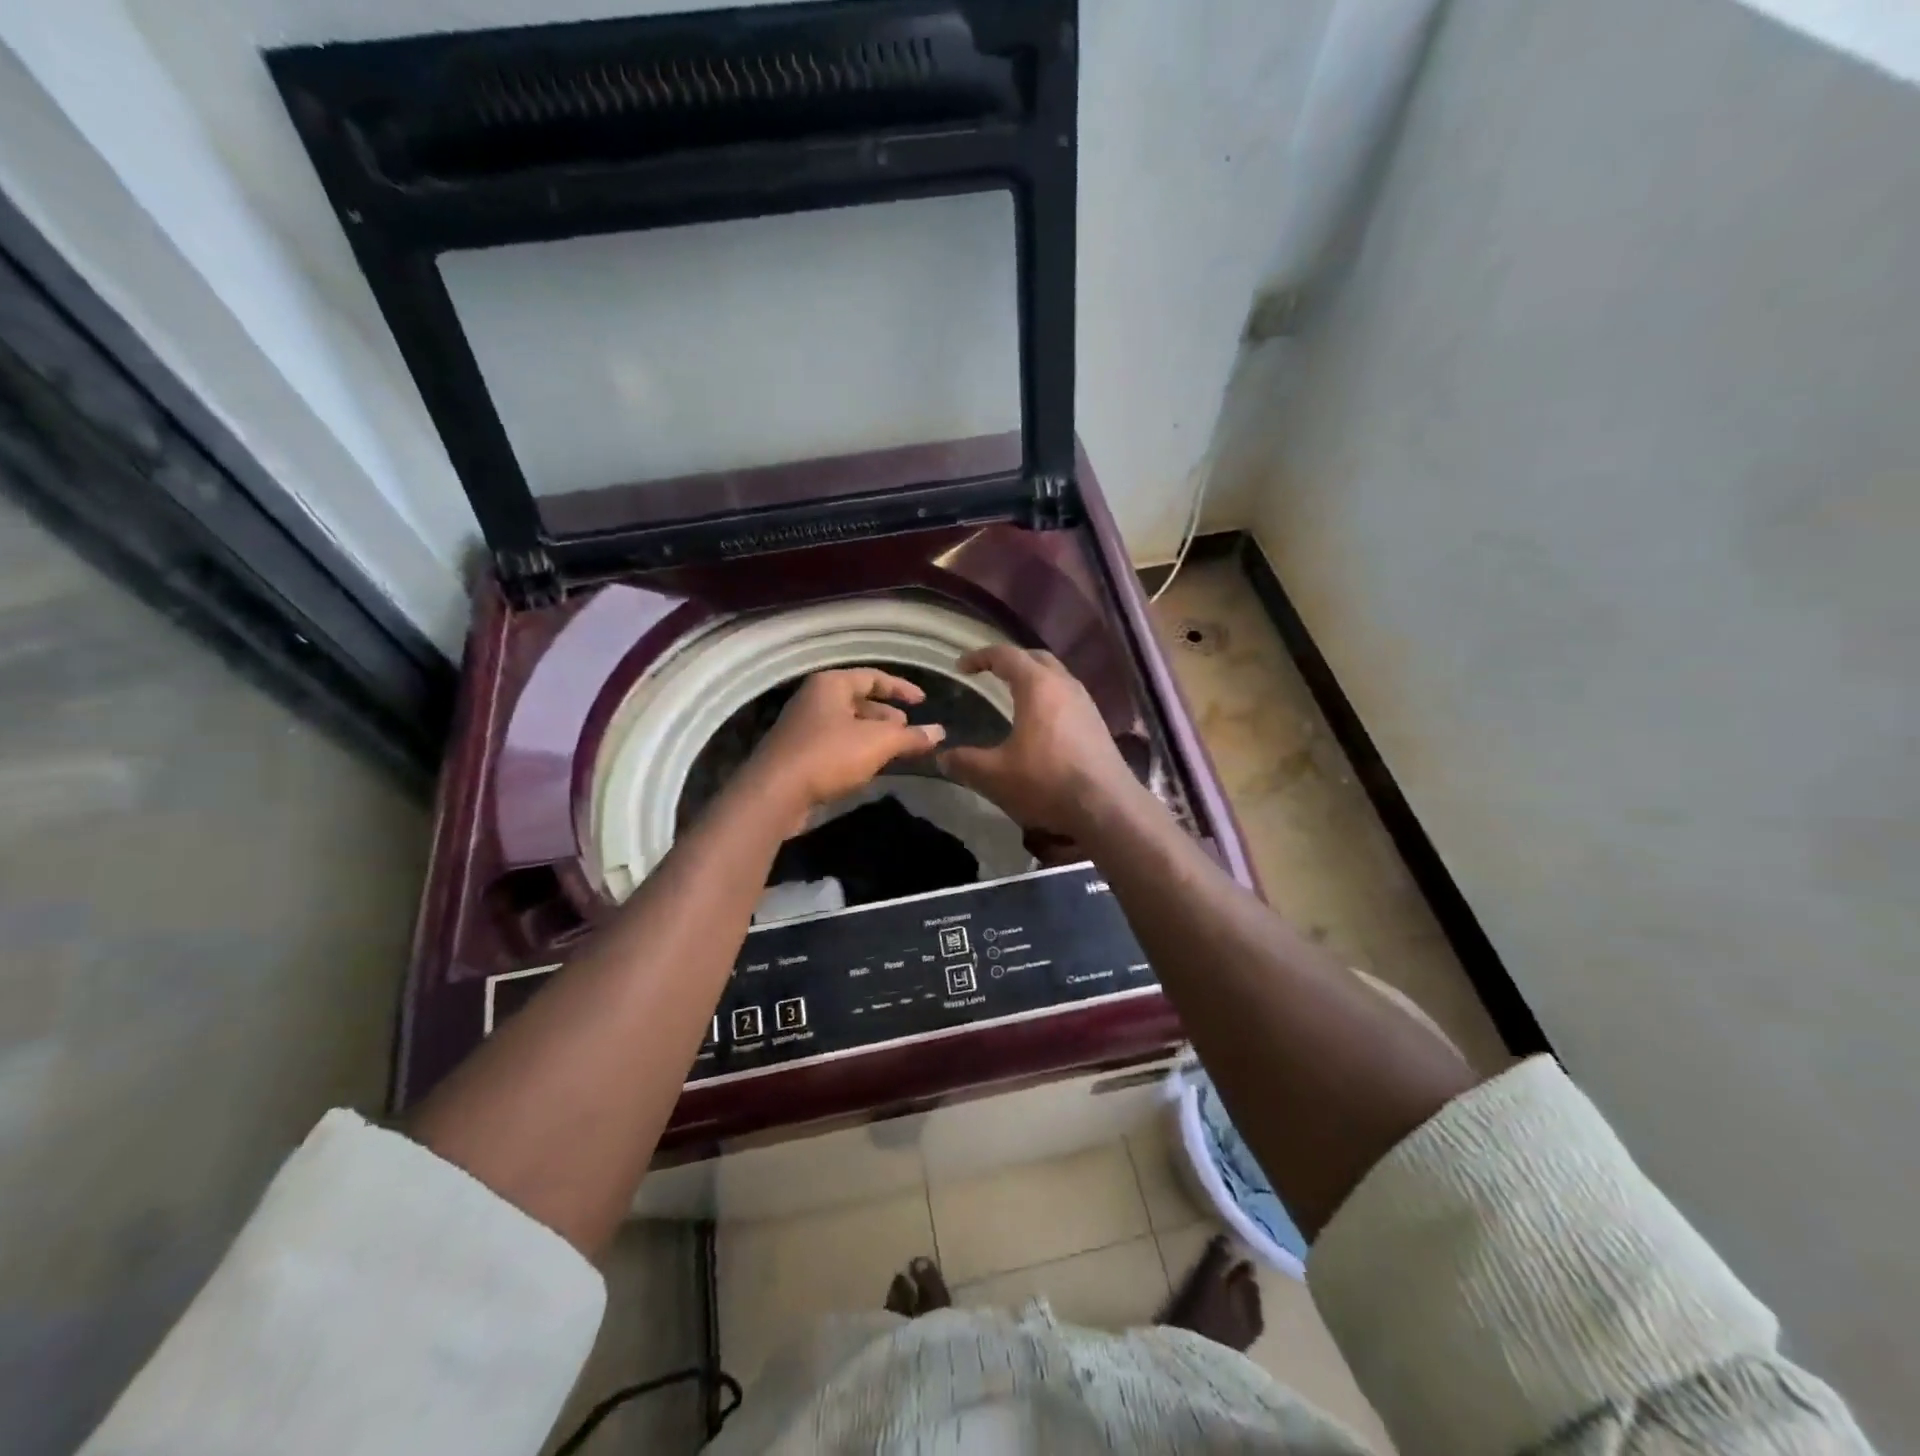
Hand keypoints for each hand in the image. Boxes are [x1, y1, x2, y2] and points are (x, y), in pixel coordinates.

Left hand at [743, 668, 945, 825]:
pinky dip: (857, 750)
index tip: (923, 701)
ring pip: (848, 725)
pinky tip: (871, 767)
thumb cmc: (828, 755)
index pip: (873, 677)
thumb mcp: (878, 743)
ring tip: (896, 750)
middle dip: (887, 715)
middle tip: (909, 730)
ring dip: (873, 735)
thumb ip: (911, 736)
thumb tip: (939, 732)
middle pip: (859, 700)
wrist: (775, 793)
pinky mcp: (798, 754)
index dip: (901, 688)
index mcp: (831, 684)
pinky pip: (836, 744)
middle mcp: (814, 699)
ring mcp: (803, 727)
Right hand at [939, 645, 1139, 835]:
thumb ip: (965, 763)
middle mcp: (1065, 685)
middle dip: (1011, 661)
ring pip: (1057, 677)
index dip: (980, 657)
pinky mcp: (1097, 724)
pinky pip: (1068, 698)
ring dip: (1034, 679)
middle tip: (990, 674)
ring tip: (1014, 697)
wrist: (1107, 807)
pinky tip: (1041, 724)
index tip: (961, 667)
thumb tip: (942, 758)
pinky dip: (1049, 698)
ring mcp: (1086, 704)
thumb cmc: (1046, 782)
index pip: (1005, 655)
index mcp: (1037, 686)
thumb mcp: (995, 776)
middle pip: (1036, 658)